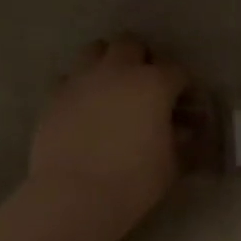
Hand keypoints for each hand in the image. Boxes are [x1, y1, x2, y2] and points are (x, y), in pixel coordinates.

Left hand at [29, 36, 188, 239]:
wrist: (73, 196)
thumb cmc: (132, 182)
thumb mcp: (171, 166)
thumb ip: (181, 142)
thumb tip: (185, 132)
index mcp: (154, 83)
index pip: (177, 71)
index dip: (183, 86)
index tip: (184, 106)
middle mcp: (118, 70)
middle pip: (132, 44)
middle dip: (141, 59)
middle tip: (144, 86)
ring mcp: (83, 79)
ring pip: (96, 49)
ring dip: (106, 61)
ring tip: (110, 86)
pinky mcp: (55, 95)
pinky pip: (69, 78)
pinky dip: (78, 86)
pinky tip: (82, 106)